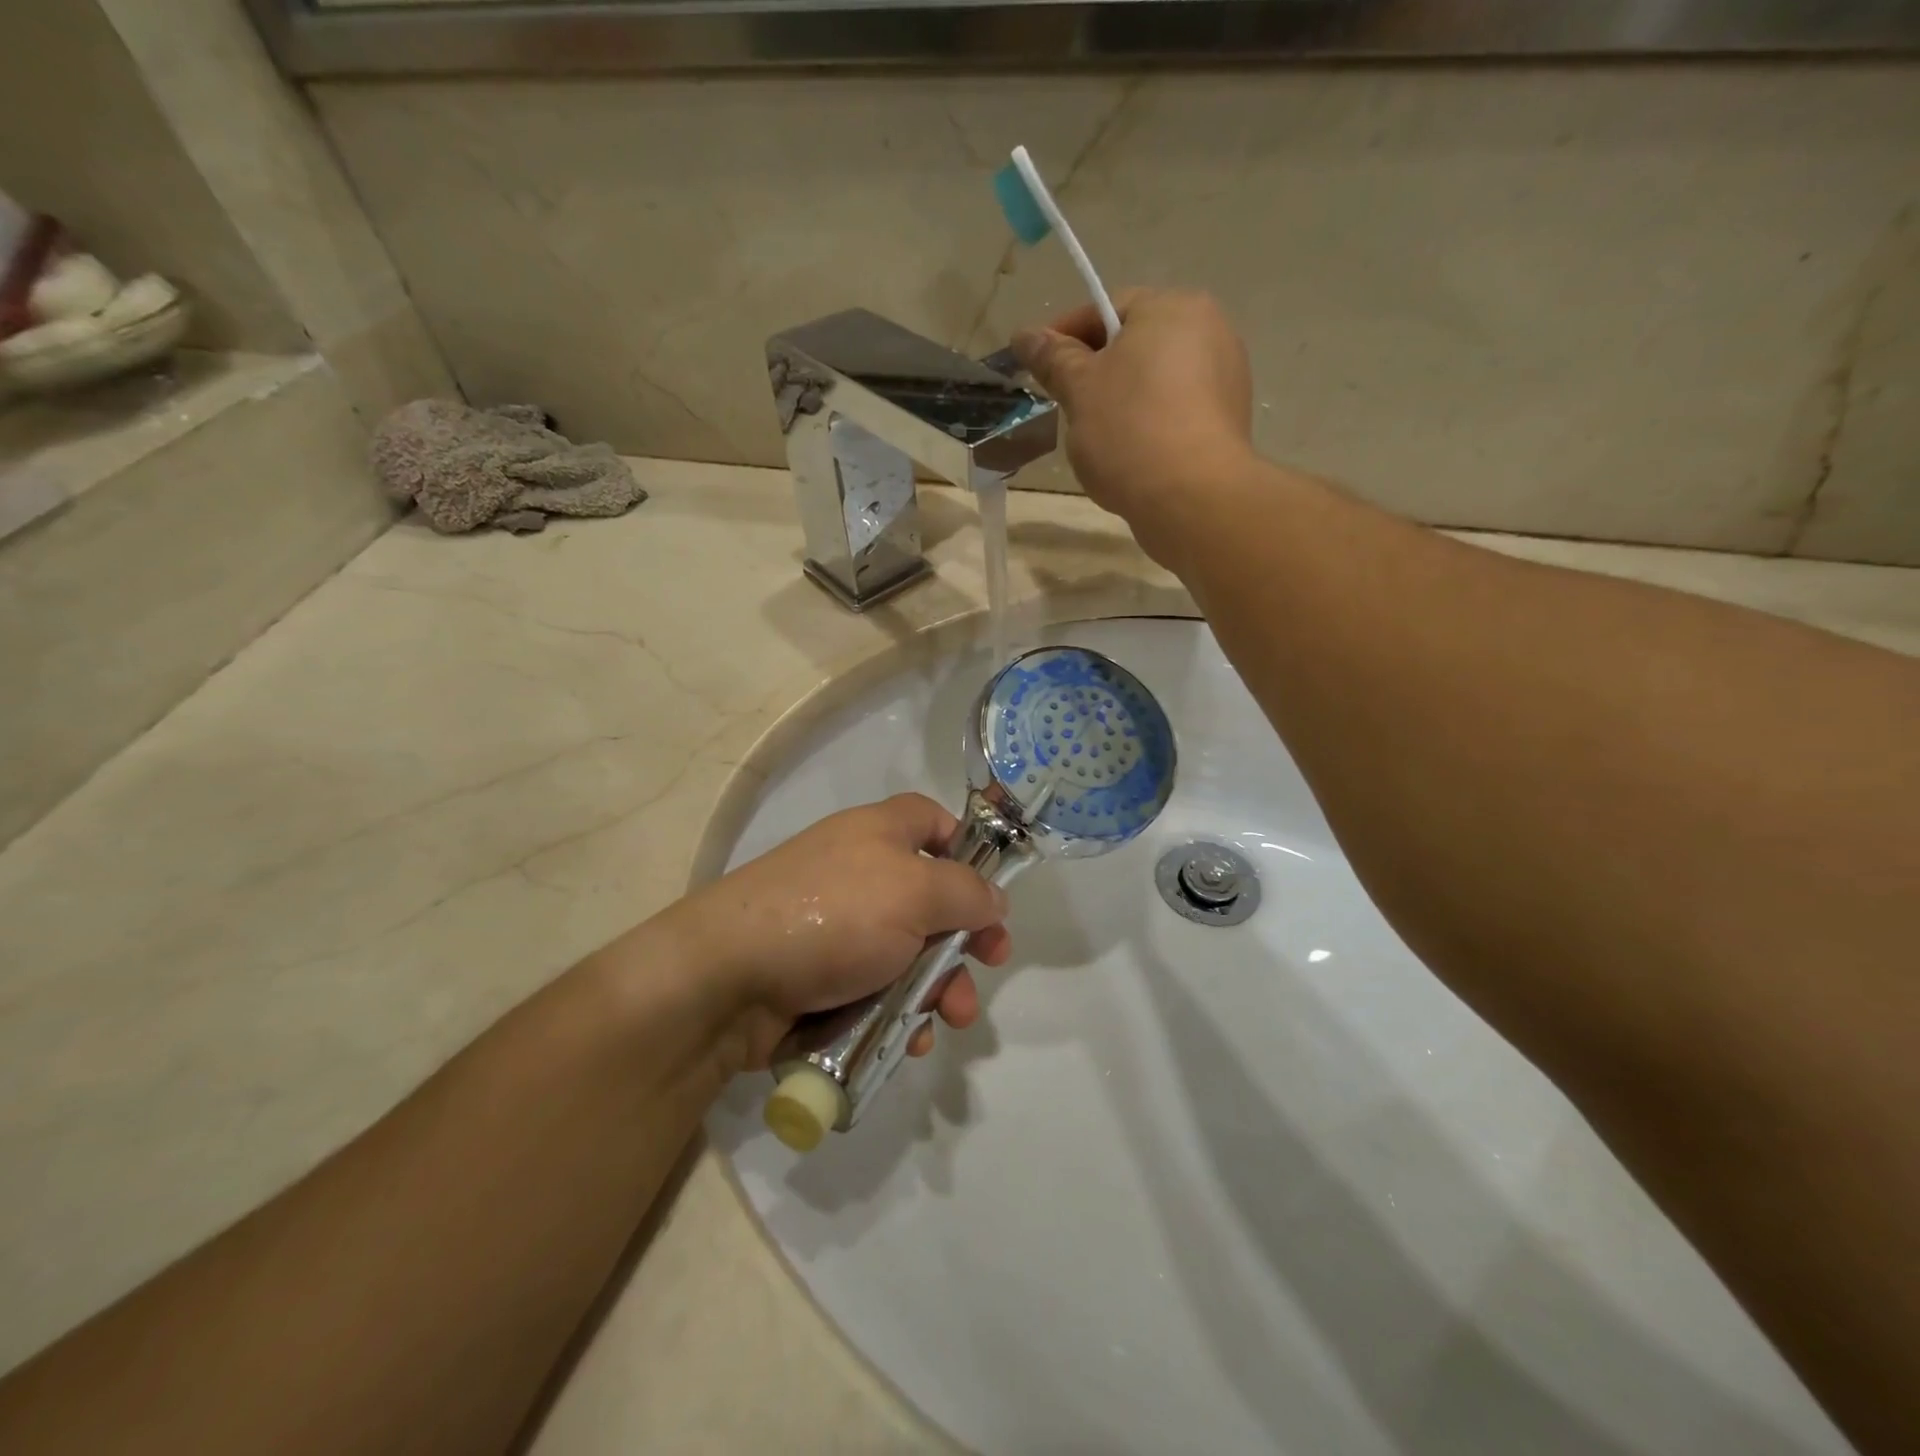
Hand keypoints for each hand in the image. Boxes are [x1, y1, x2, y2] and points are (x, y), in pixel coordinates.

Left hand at [669, 794, 1011, 1070]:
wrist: (729, 978)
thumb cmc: (834, 915)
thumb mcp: (915, 891)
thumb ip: (967, 893)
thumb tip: (994, 901)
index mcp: (879, 834)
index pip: (932, 820)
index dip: (966, 847)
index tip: (989, 890)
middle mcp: (860, 874)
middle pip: (930, 899)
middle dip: (964, 940)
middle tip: (989, 967)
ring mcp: (839, 928)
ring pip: (908, 955)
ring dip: (939, 988)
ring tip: (949, 1020)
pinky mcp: (823, 978)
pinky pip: (877, 991)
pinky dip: (900, 1013)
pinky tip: (911, 1040)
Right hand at [1014, 288, 1255, 561]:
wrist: (1192, 498)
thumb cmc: (1129, 430)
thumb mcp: (1079, 389)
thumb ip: (1053, 358)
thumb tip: (1025, 336)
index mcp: (1172, 307)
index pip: (1106, 309)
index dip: (1065, 336)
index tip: (1037, 367)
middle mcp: (1210, 330)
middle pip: (1135, 345)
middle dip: (1096, 372)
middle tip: (1065, 406)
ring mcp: (1226, 377)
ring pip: (1155, 381)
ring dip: (1122, 401)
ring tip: (1097, 439)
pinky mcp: (1229, 421)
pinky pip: (1176, 412)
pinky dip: (1149, 425)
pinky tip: (1131, 456)